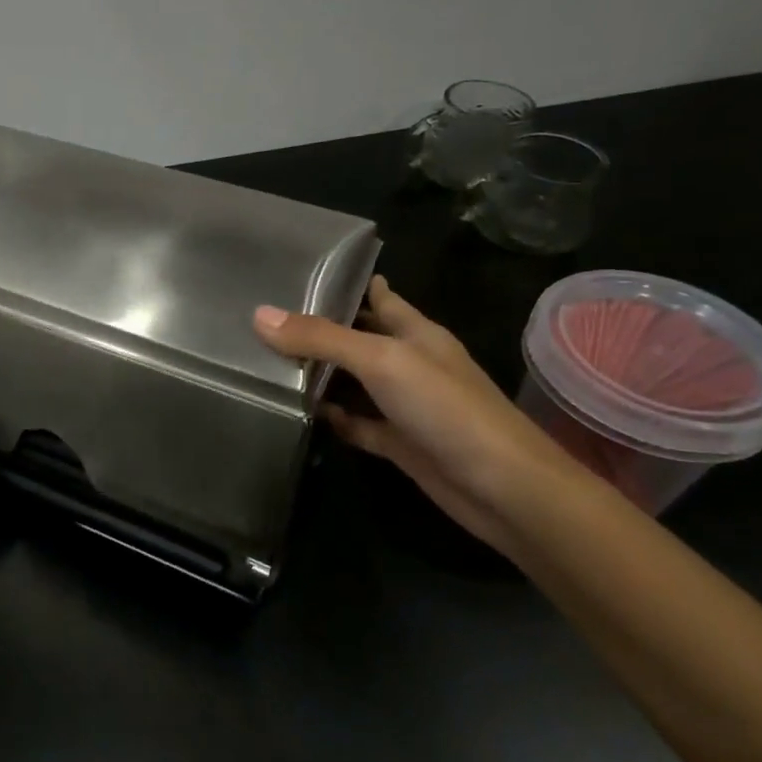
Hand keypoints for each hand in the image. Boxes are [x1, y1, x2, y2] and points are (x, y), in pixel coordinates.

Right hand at [253, 275, 585, 553]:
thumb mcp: (381, 361)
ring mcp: (404, 405)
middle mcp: (409, 363)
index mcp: (416, 332)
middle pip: (359, 338)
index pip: (378, 296)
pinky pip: (356, 423)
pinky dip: (332, 418)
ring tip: (267, 360)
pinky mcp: (398, 442)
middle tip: (265, 317)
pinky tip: (299, 414)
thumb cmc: (447, 409)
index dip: (346, 283)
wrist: (501, 489)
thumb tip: (259, 315)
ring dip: (320, 375)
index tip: (301, 272)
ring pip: (353, 382)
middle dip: (321, 328)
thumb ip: (322, 338)